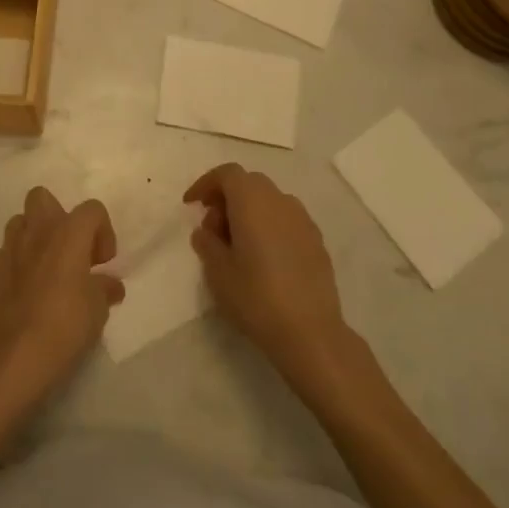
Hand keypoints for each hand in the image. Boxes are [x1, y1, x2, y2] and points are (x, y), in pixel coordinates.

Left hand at [0, 188, 123, 402]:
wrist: (16, 351)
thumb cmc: (65, 323)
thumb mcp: (98, 309)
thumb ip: (105, 288)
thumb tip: (111, 284)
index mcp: (69, 232)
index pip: (92, 210)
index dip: (103, 232)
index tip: (103, 263)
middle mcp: (39, 230)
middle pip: (44, 197)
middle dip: (58, 217)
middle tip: (72, 251)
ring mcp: (13, 247)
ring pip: (22, 221)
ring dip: (36, 235)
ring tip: (49, 266)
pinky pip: (10, 250)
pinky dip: (22, 259)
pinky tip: (31, 287)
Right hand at [185, 164, 352, 381]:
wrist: (311, 333)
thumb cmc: (256, 296)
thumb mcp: (217, 271)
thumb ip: (206, 242)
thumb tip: (206, 231)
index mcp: (252, 200)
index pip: (226, 174)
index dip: (205, 184)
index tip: (192, 205)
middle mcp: (279, 200)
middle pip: (248, 183)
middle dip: (227, 198)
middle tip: (213, 228)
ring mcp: (302, 220)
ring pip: (269, 201)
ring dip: (249, 212)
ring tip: (238, 245)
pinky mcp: (317, 241)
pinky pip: (286, 220)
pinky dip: (269, 226)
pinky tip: (264, 258)